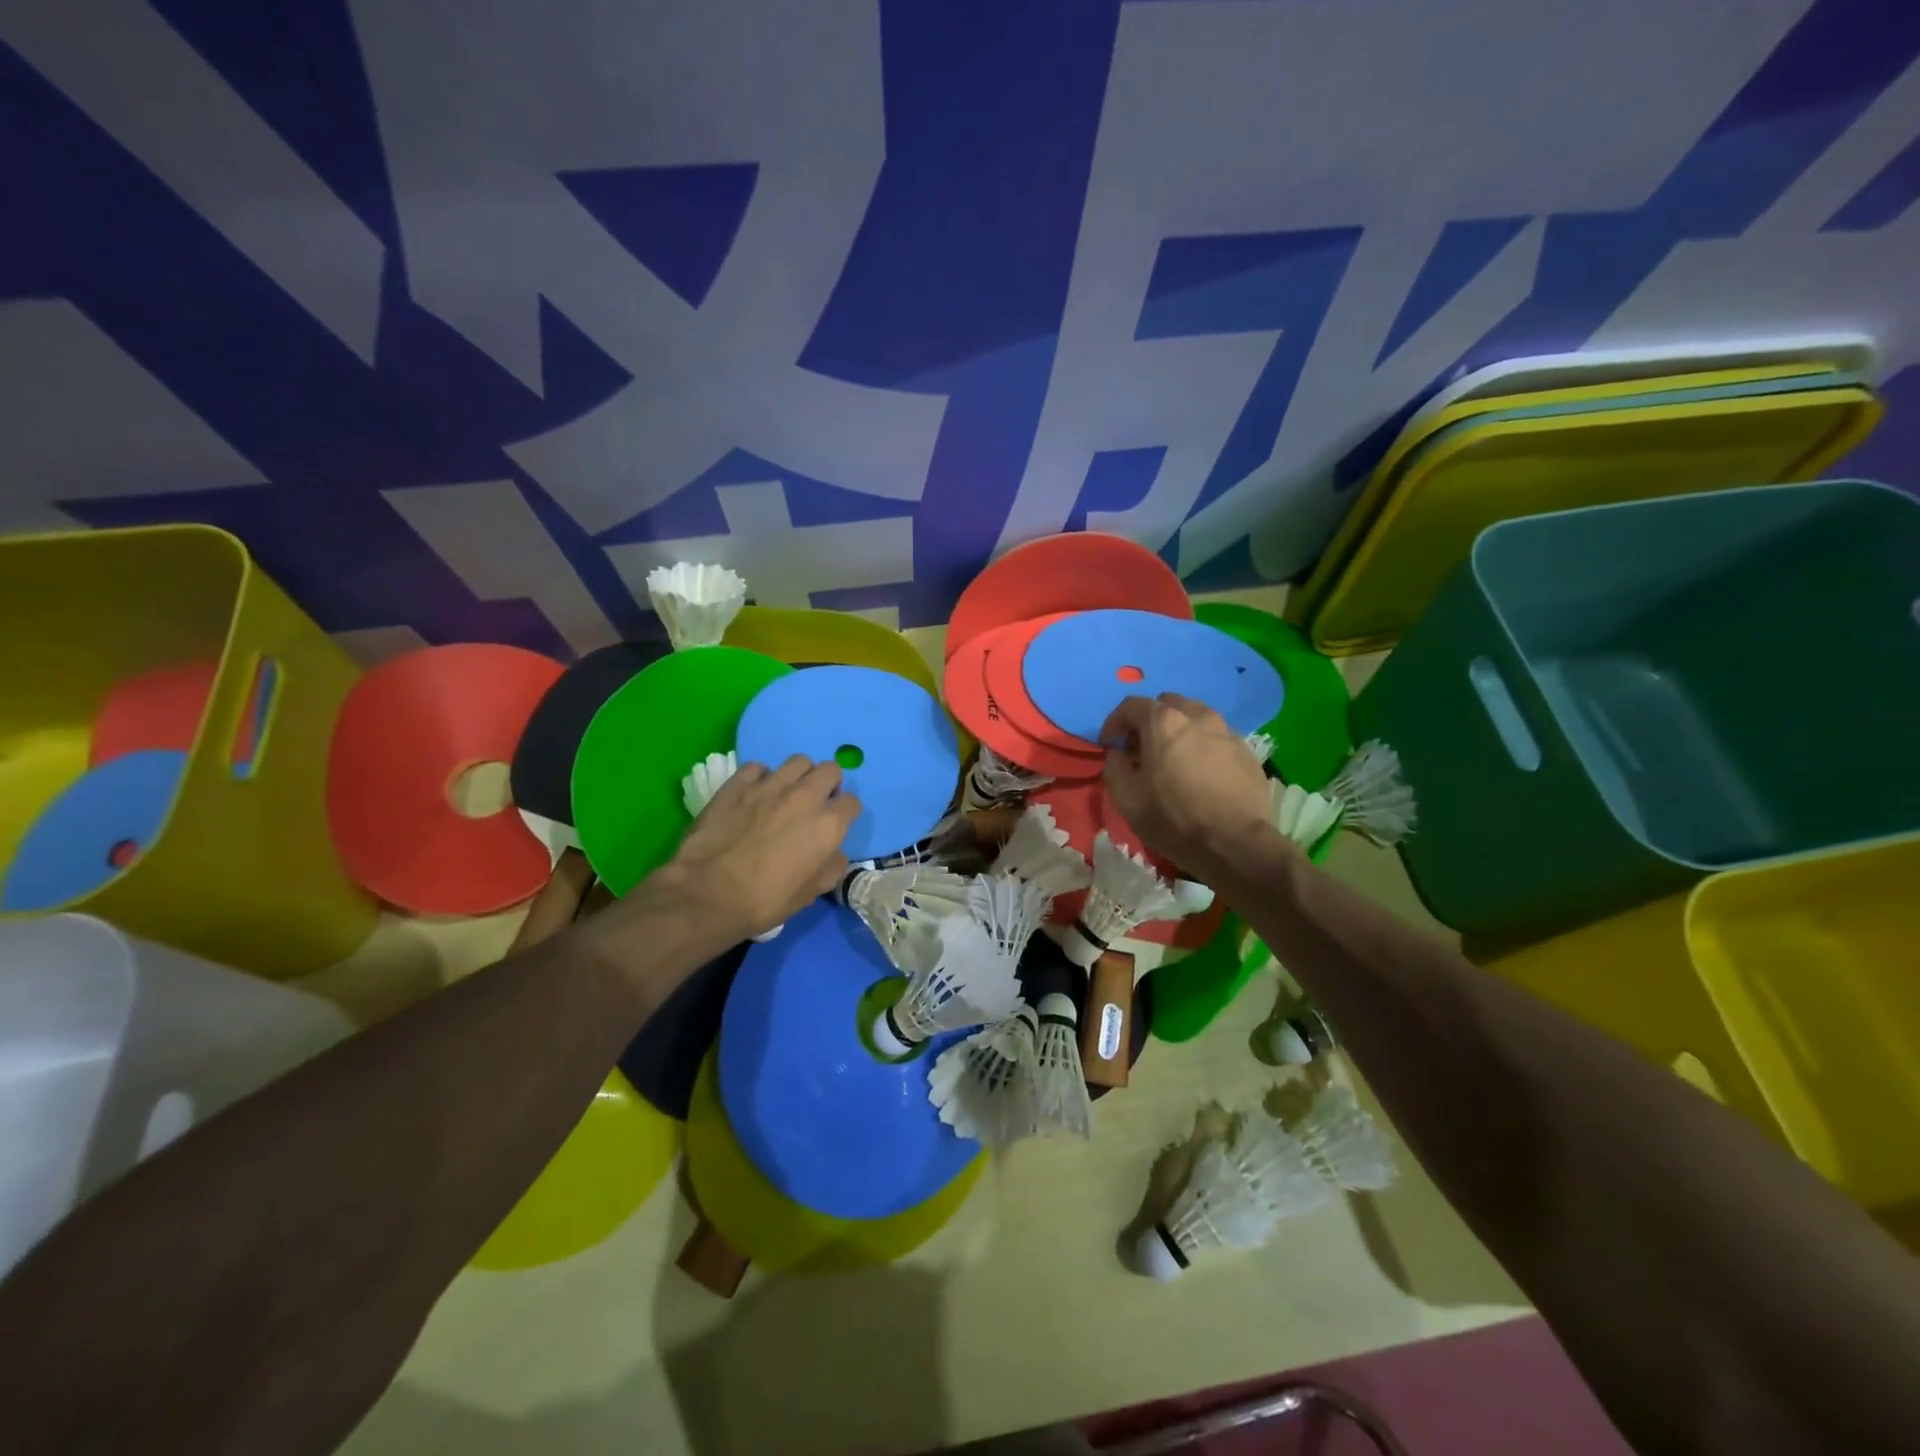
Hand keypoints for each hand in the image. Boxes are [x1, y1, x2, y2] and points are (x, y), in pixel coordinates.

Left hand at [647, 757, 858, 945]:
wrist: (709, 893)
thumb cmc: (765, 900)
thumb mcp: (811, 893)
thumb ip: (831, 866)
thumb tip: (833, 853)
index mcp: (828, 823)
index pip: (852, 802)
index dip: (845, 814)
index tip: (835, 825)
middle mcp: (805, 795)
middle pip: (830, 770)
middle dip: (828, 784)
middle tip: (815, 803)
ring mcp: (770, 785)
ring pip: (798, 761)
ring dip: (799, 776)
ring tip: (787, 794)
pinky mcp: (738, 783)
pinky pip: (759, 767)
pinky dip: (761, 778)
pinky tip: (754, 794)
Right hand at [1100, 693, 1275, 877]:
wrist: (1235, 844)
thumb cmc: (1173, 819)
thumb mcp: (1126, 798)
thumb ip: (1114, 766)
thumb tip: (1118, 754)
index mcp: (1164, 722)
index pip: (1132, 705)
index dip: (1115, 722)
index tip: (1109, 744)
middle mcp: (1197, 716)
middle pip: (1167, 704)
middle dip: (1149, 721)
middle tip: (1141, 749)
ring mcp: (1226, 732)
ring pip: (1196, 717)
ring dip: (1178, 730)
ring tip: (1173, 758)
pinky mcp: (1247, 751)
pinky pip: (1217, 737)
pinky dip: (1202, 745)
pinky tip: (1200, 772)